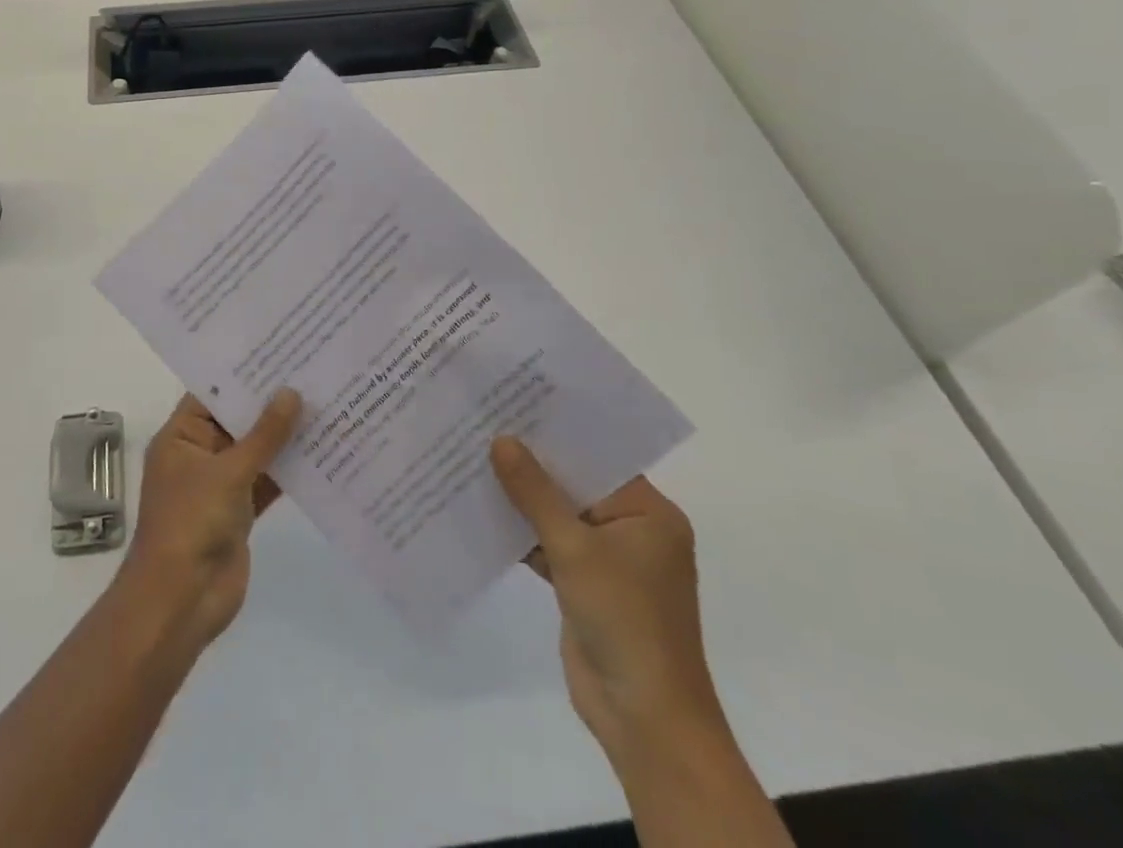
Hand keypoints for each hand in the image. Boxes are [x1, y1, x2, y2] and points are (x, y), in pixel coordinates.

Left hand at [118, 389, 301, 652]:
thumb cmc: (192, 523)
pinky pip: (267, 481)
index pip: (212, 394)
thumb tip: (291, 393)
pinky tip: (322, 451)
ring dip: (284, 437)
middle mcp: (199, 455)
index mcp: (181, 437)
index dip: (243, 374)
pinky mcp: (240, 511)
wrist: (182, 602)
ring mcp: (220, 484)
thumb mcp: (228, 472)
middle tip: (310, 372)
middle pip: (237, 420)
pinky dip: (288, 470)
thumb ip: (264, 435)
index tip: (279, 351)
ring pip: (256, 451)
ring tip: (324, 403)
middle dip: (270, 404)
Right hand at [490, 438, 723, 765]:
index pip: (598, 458)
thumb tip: (501, 440)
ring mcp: (608, 559)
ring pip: (558, 514)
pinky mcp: (584, 584)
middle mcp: (631, 529)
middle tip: (484, 425)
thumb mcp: (575, 548)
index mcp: (649, 513)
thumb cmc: (624, 620)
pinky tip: (480, 509)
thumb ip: (535, 492)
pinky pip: (549, 543)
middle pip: (575, 484)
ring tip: (473, 457)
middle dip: (532, 463)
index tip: (514, 403)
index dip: (557, 432)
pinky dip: (521, 532)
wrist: (643, 719)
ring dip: (521, 497)